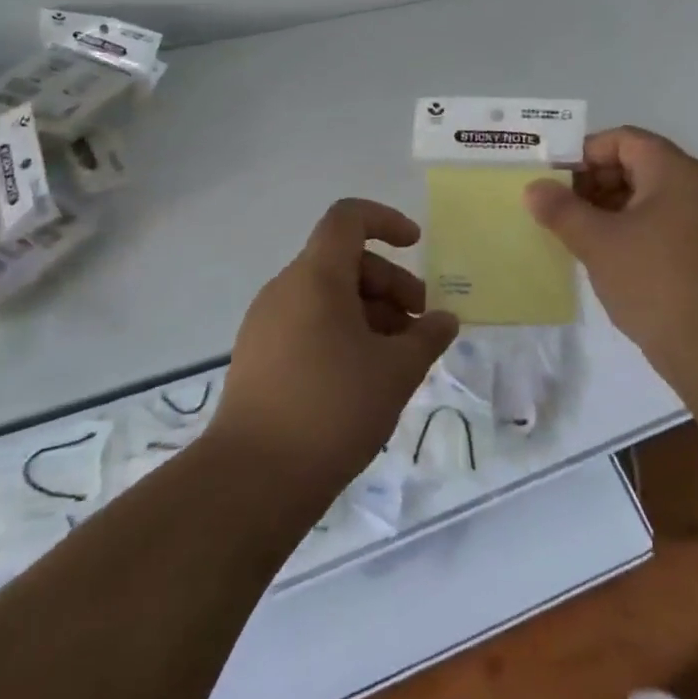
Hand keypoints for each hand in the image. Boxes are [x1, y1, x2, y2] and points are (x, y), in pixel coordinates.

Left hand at [208, 199, 457, 504]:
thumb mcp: (396, 371)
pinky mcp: (258, 357)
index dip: (386, 220)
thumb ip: (427, 336)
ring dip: (369, 312)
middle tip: (419, 324)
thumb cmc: (332, 409)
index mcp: (316, 277)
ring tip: (397, 358)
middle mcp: (285, 289)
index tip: (416, 246)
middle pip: (344, 261)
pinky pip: (308, 323)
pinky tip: (363, 377)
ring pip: (327, 296)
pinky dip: (342, 333)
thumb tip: (444, 320)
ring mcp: (266, 323)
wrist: (252, 479)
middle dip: (389, 283)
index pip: (348, 218)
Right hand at [524, 126, 697, 371]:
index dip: (583, 153)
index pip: (622, 139)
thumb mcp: (598, 243)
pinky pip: (659, 224)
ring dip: (607, 209)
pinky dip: (628, 230)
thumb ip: (562, 210)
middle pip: (634, 164)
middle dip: (592, 181)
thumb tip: (534, 187)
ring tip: (573, 234)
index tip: (552, 180)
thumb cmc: (657, 282)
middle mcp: (692, 186)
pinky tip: (604, 257)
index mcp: (672, 170)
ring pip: (645, 197)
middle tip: (557, 208)